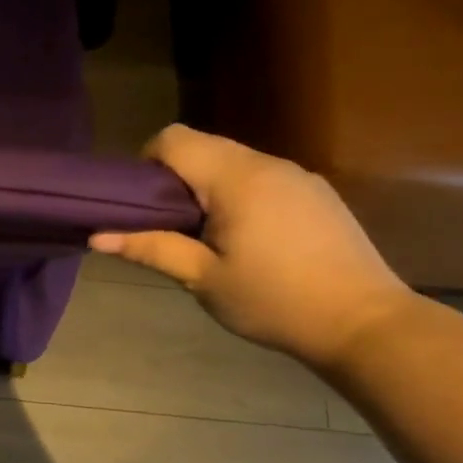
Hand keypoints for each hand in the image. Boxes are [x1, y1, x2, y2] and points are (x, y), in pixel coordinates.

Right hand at [90, 126, 413, 368]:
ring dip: (209, 186)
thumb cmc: (274, 301)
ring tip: (210, 236)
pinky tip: (251, 240)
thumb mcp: (203, 279)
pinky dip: (241, 194)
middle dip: (176, 176)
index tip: (144, 204)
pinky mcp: (317, 191)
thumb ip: (151, 249)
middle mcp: (267, 163)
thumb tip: (97, 235)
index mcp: (235, 179)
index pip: (173, 139)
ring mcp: (298, 175)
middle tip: (171, 226)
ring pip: (234, 161)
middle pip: (203, 145)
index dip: (147, 161)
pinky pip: (263, 176)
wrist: (364, 323)